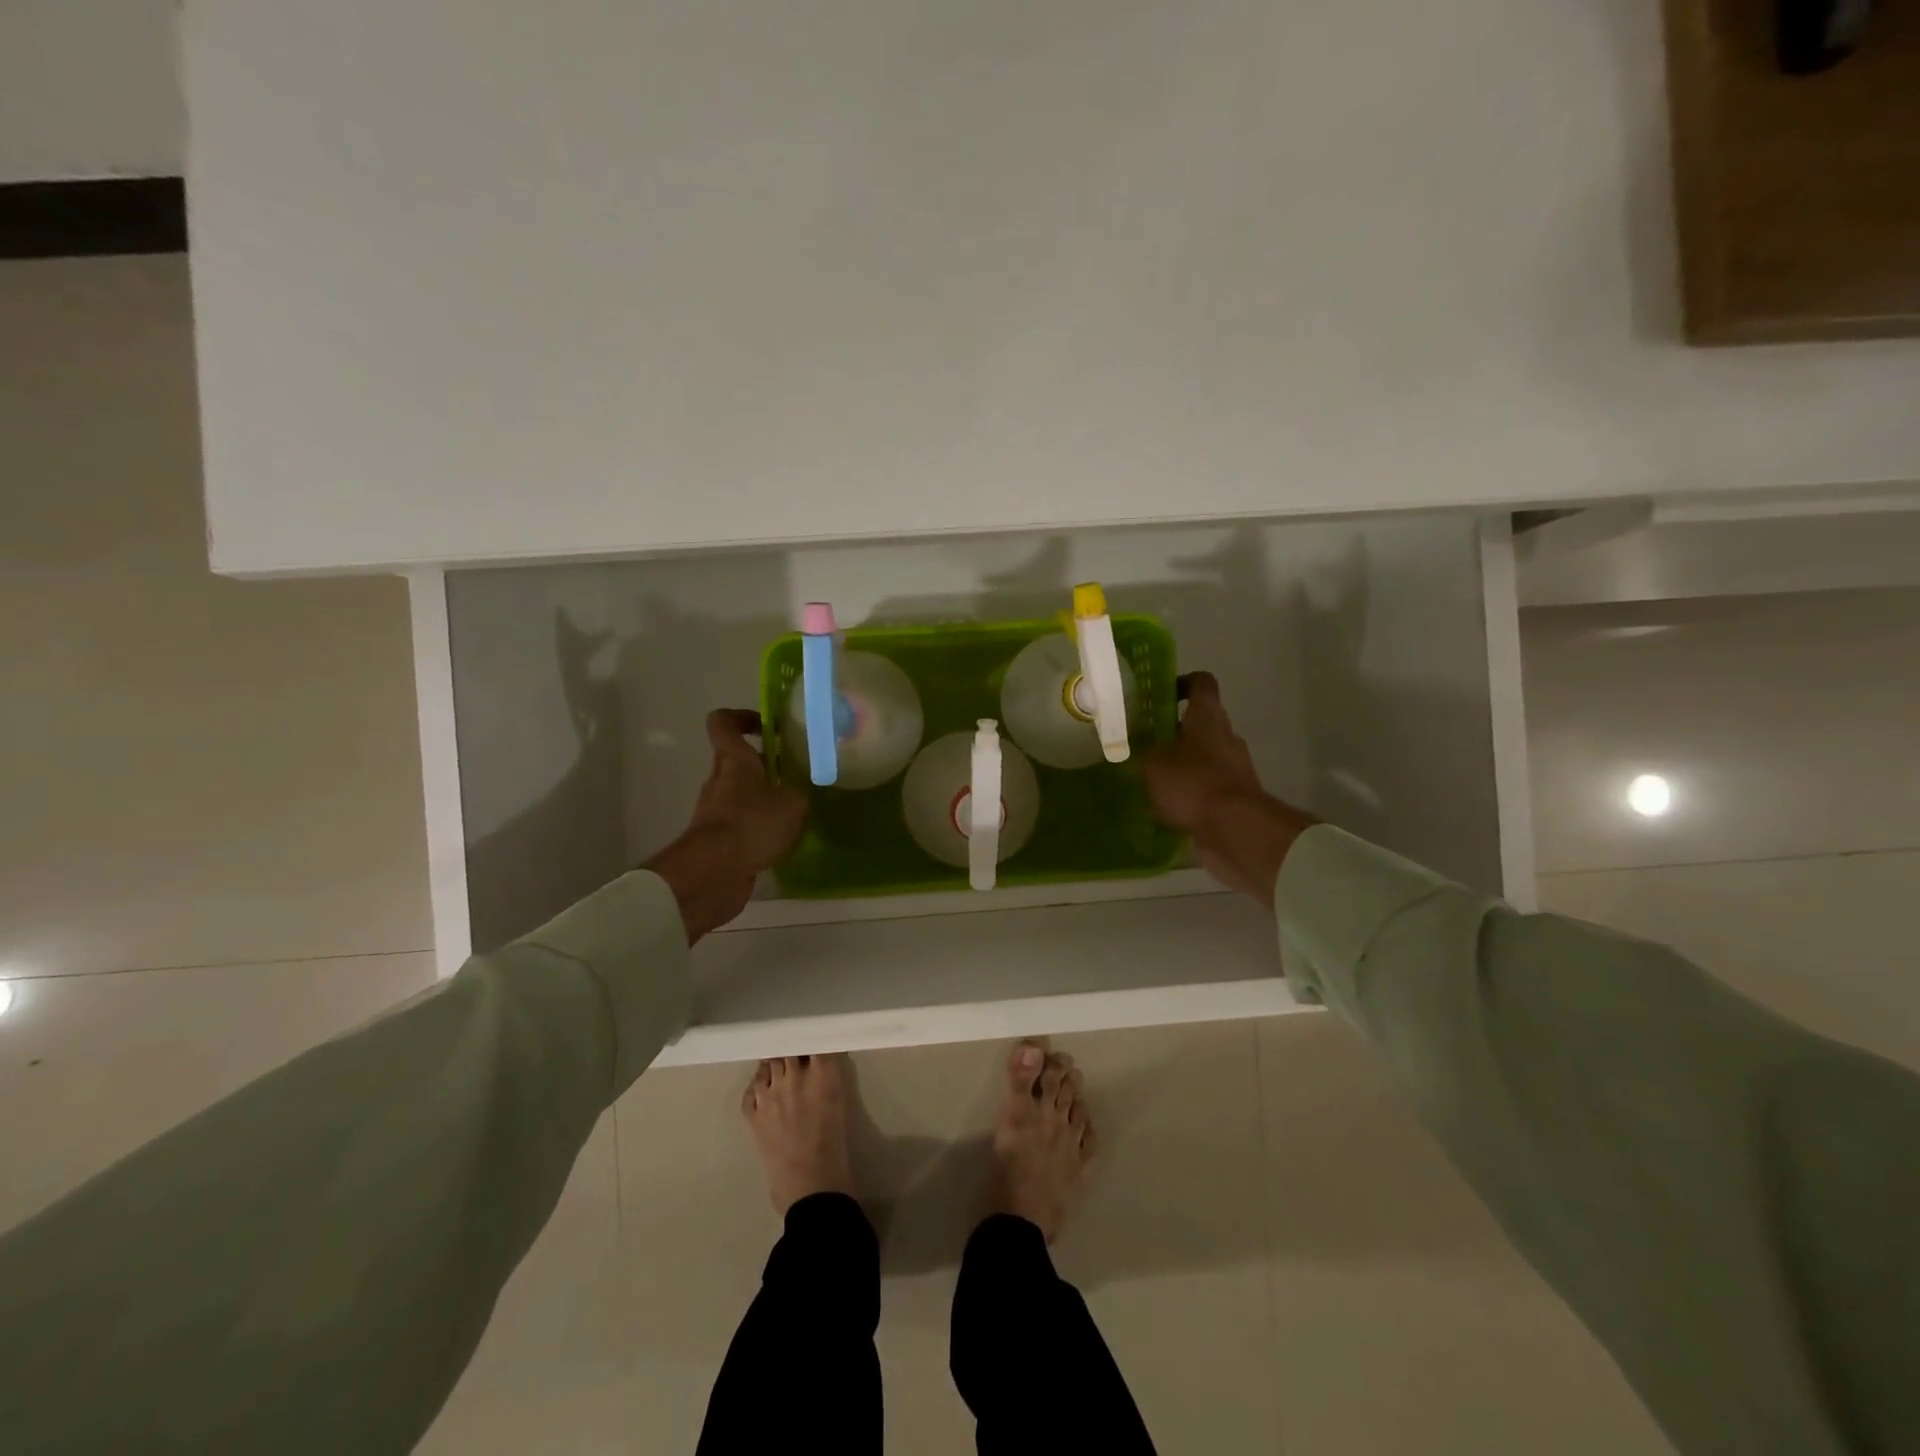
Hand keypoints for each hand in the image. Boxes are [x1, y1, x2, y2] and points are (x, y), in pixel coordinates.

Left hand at [643, 710, 807, 944]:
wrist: (713, 872)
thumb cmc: (752, 823)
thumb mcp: (793, 803)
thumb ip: (799, 793)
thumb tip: (799, 796)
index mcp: (734, 760)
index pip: (723, 722)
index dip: (743, 718)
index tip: (768, 727)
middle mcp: (720, 780)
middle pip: (740, 762)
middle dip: (768, 767)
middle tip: (798, 776)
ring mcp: (716, 811)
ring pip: (743, 796)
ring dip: (766, 801)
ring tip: (797, 813)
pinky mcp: (718, 841)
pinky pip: (742, 825)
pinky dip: (760, 830)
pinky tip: (783, 841)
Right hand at [1139, 672, 1315, 906]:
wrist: (1236, 829)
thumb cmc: (1192, 783)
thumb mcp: (1152, 765)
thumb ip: (1142, 753)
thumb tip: (1136, 750)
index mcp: (1208, 717)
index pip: (1201, 683)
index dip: (1182, 683)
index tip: (1161, 695)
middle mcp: (1226, 736)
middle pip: (1200, 723)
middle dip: (1173, 733)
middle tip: (1145, 744)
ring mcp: (1236, 767)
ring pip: (1204, 757)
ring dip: (1182, 765)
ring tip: (1151, 781)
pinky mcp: (1237, 796)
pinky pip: (1209, 787)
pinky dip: (1191, 793)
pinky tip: (1168, 808)